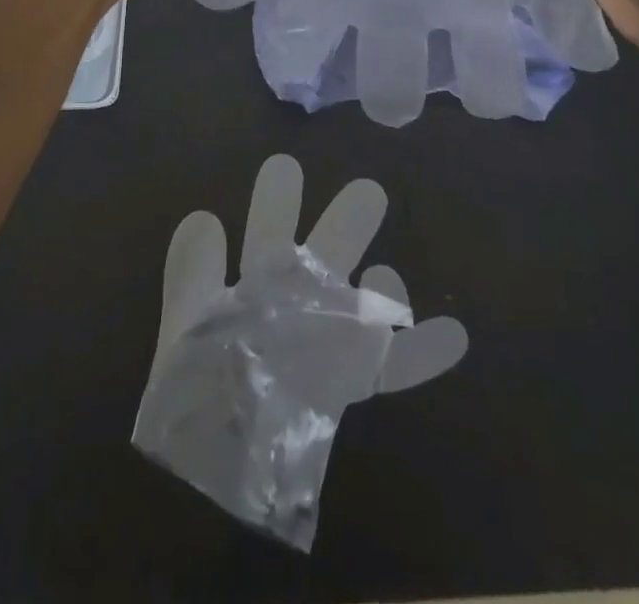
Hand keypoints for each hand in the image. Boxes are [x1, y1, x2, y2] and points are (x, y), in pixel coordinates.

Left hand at [132, 154, 467, 549]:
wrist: (209, 472)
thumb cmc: (192, 393)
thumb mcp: (185, 325)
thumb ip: (191, 273)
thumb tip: (205, 215)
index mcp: (254, 285)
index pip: (272, 234)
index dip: (279, 202)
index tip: (286, 166)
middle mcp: (296, 305)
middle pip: (327, 258)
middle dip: (343, 225)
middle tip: (367, 190)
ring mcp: (325, 344)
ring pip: (360, 306)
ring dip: (382, 291)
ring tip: (389, 280)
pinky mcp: (346, 388)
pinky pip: (390, 369)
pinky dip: (420, 353)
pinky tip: (454, 335)